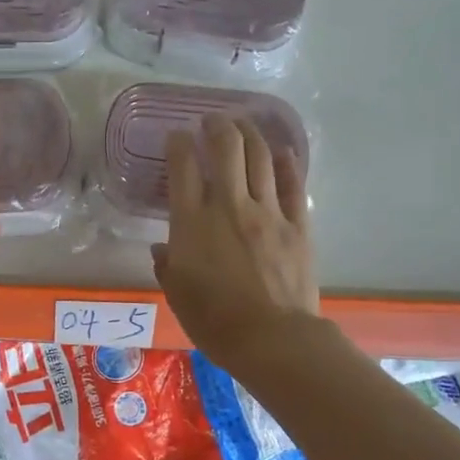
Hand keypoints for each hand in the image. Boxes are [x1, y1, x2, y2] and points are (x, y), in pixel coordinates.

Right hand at [151, 115, 316, 370]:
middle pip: (226, 149)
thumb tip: (162, 249)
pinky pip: (292, 185)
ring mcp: (267, 213)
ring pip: (260, 158)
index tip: (177, 135)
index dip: (178, 144)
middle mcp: (229, 206)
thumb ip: (167, 265)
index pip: (183, 168)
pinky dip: (287, 164)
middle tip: (212, 120)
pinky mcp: (297, 225)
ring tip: (243, 125)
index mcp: (192, 223)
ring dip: (250, 134)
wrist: (270, 339)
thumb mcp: (177, 295)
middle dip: (218, 126)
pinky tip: (281, 152)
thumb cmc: (213, 321)